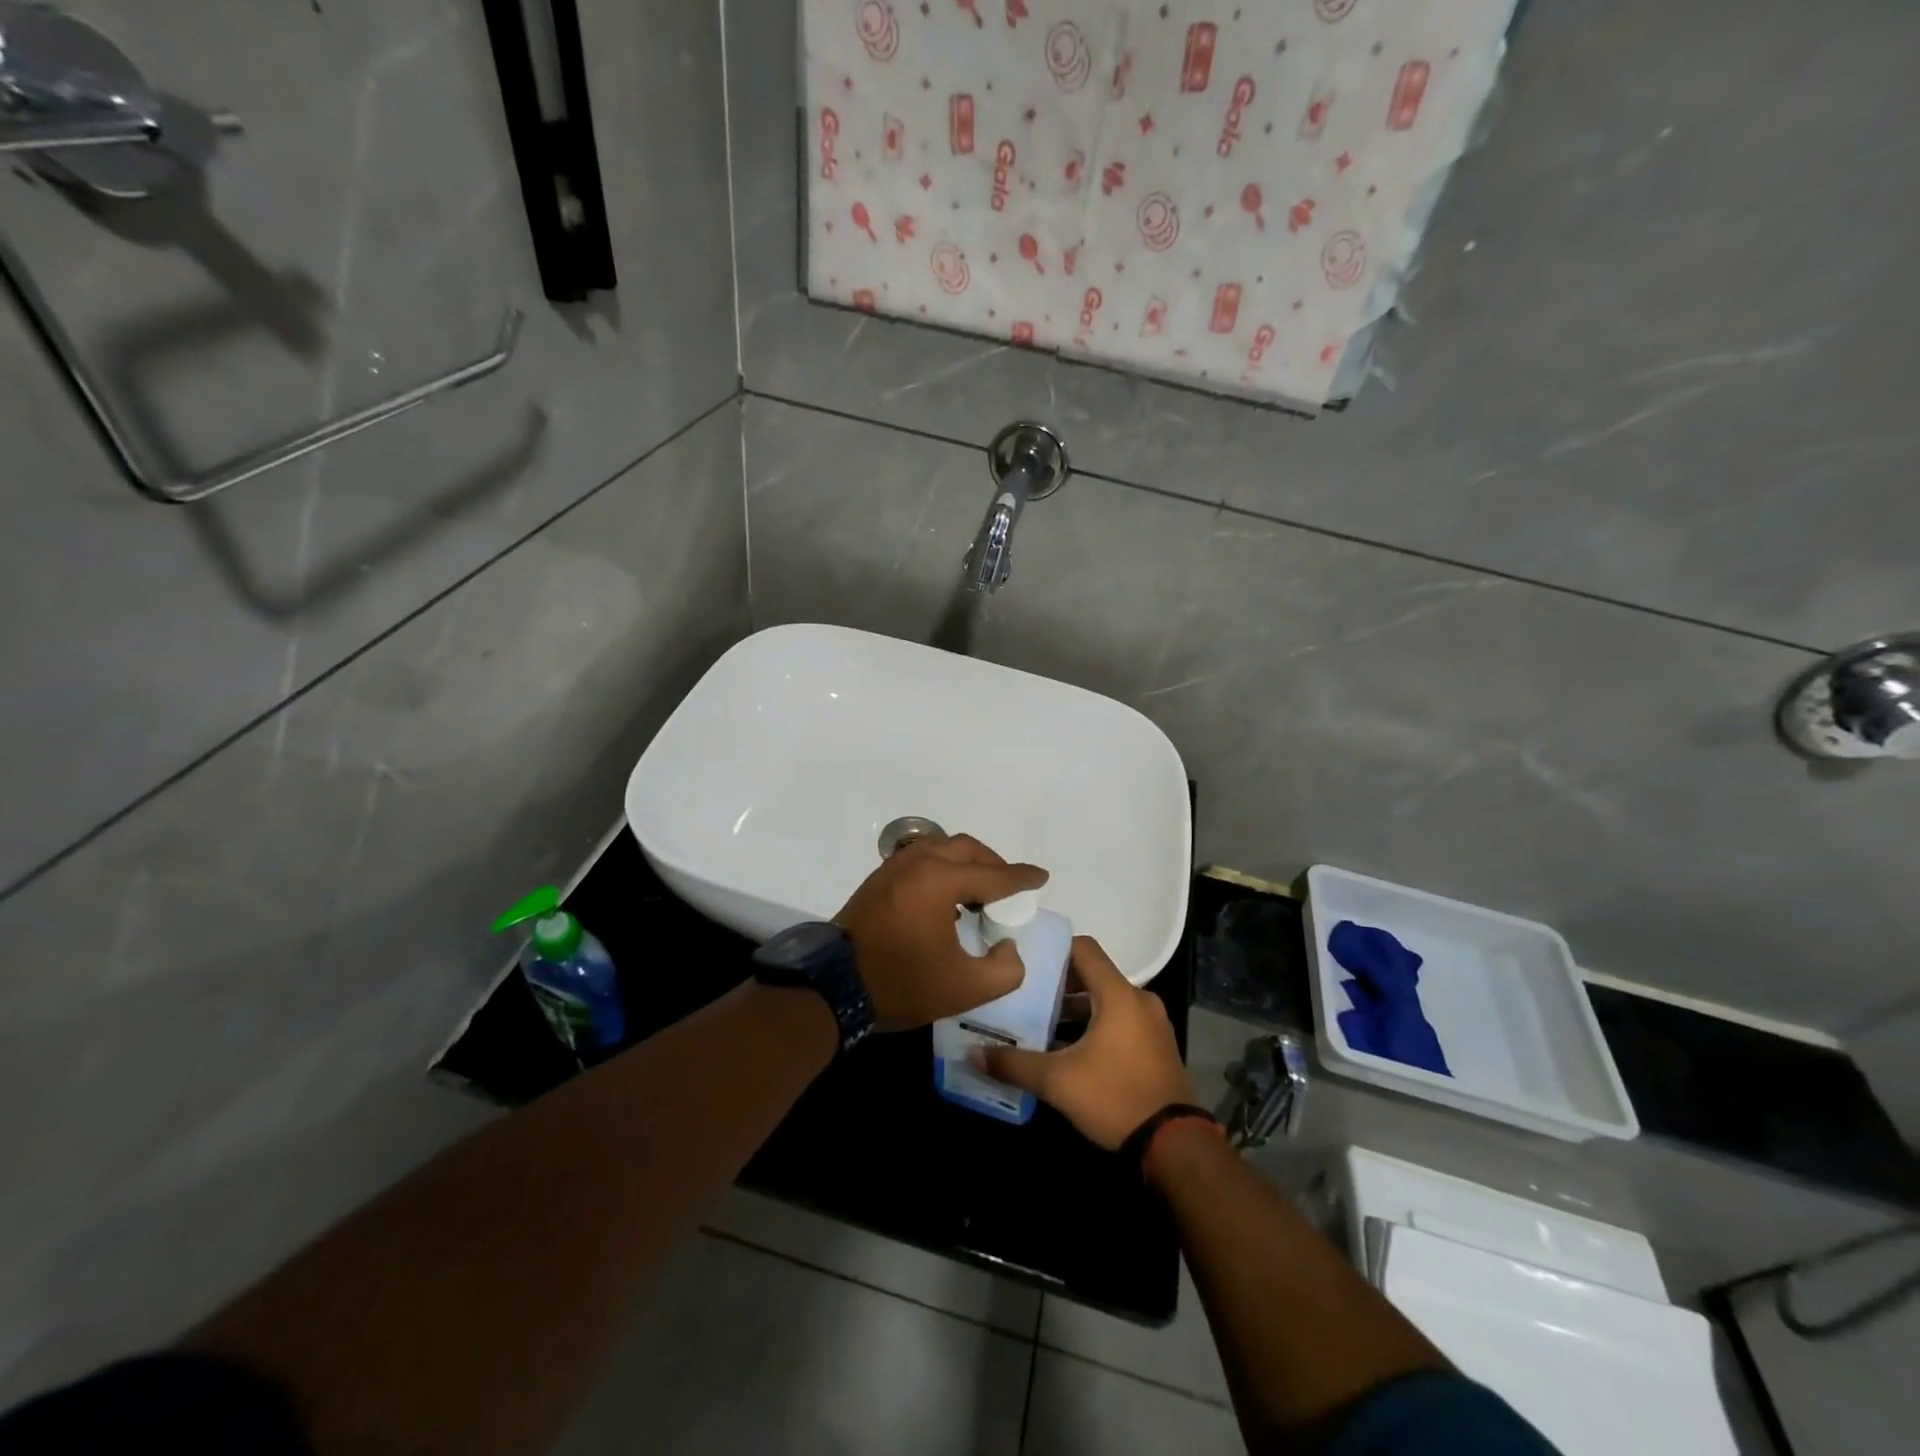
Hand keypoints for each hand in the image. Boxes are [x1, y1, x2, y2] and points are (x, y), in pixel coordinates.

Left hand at [835, 834, 1047, 1031]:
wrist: (834, 987)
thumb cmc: (902, 985)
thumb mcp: (965, 989)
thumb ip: (1004, 969)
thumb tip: (1007, 947)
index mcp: (939, 882)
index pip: (993, 876)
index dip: (1021, 878)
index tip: (1041, 877)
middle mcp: (918, 862)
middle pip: (968, 849)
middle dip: (995, 865)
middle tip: (1010, 889)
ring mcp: (895, 867)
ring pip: (943, 848)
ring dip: (968, 863)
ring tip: (981, 893)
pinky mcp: (880, 878)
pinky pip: (922, 858)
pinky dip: (944, 867)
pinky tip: (948, 896)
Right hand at [976, 937, 1195, 1149]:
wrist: (1174, 1146)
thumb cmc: (1115, 1098)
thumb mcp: (1057, 1082)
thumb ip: (1014, 1064)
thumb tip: (974, 1053)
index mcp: (1119, 995)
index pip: (1084, 949)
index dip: (1055, 948)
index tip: (1027, 957)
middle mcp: (1139, 1000)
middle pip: (1094, 974)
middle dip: (1059, 982)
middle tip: (1026, 992)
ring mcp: (1152, 1023)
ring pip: (1107, 1000)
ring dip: (1077, 1007)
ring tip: (1042, 1021)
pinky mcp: (1157, 1046)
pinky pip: (1121, 1020)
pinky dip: (1096, 1024)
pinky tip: (1070, 1048)